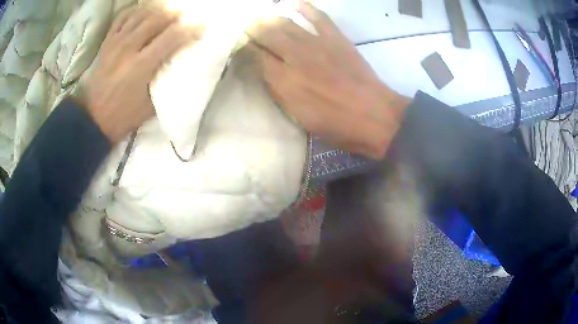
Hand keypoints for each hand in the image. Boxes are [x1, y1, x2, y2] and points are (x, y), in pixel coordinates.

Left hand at [85, 6, 201, 142]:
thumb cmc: (123, 116)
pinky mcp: (107, 43)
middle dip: (175, 15)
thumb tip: (180, 61)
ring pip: (141, 15)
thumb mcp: (150, 105)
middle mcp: (128, 49)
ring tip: (168, 11)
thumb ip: (165, 80)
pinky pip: (122, 18)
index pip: (172, 37)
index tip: (203, 27)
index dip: (191, 29)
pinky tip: (144, 12)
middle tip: (186, 16)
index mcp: (141, 66)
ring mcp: (116, 43)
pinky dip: (135, 11)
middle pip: (157, 19)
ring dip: (158, 10)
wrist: (93, 119)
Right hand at [248, 1, 408, 158]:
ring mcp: (316, 44)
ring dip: (270, 18)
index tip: (239, 44)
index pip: (255, 56)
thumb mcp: (299, 117)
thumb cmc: (336, 124)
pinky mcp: (336, 38)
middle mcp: (295, 57)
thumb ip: (279, 92)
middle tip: (246, 26)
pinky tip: (295, 4)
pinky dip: (306, 7)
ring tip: (261, 16)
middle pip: (266, 35)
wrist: (374, 116)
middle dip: (252, 29)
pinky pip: (318, 17)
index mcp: (284, 80)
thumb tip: (266, 72)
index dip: (244, 48)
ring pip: (286, 24)